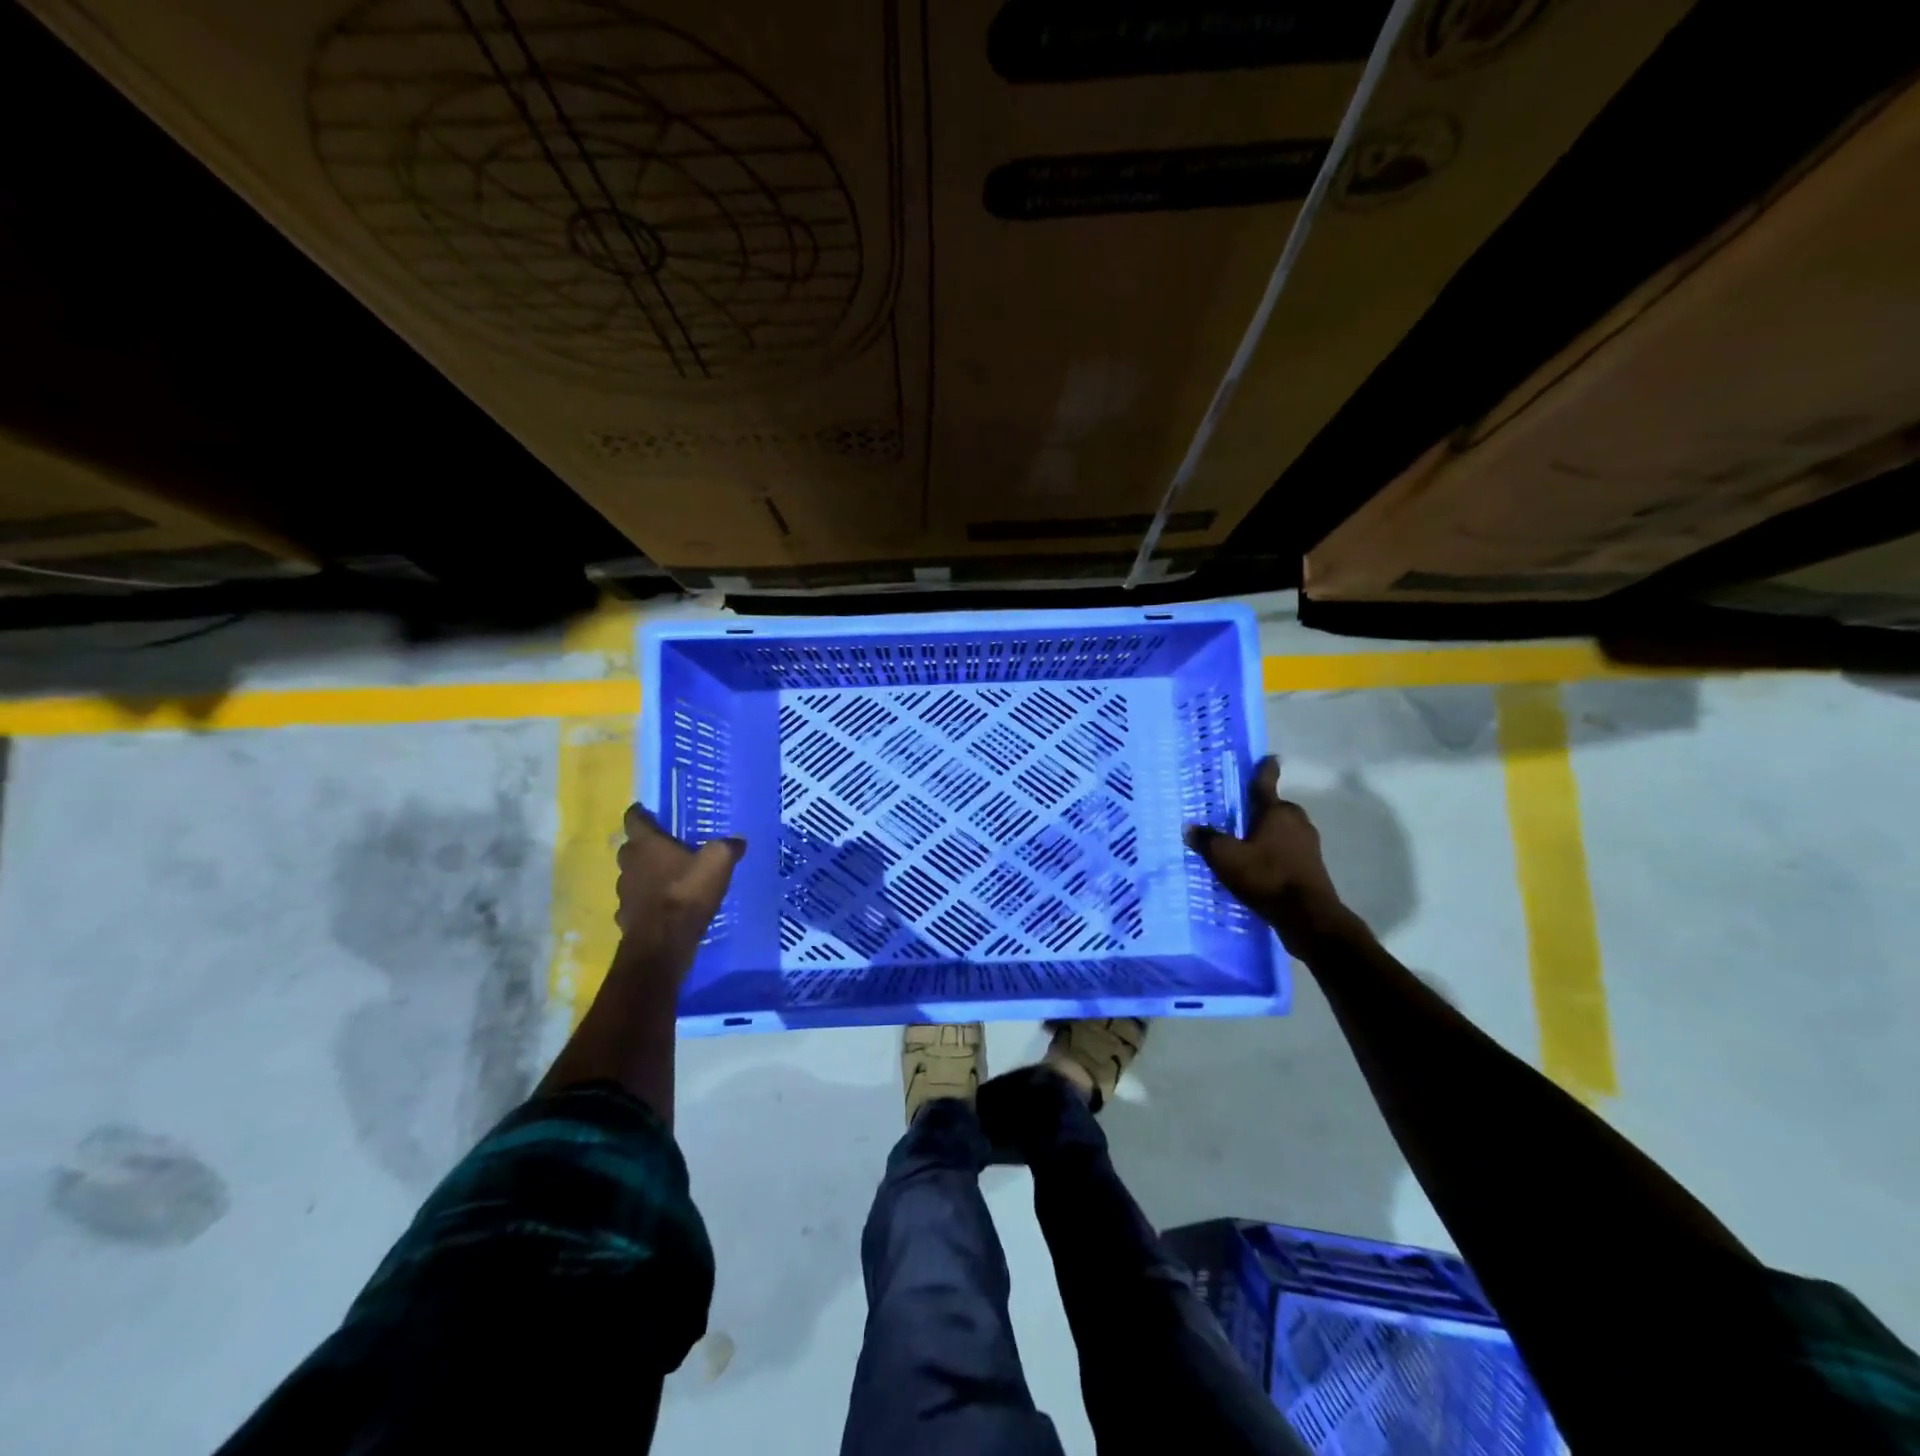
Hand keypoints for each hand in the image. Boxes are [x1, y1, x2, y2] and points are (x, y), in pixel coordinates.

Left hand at [614, 804, 745, 974]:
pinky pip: (635, 902)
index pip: (634, 818)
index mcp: (646, 844)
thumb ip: (727, 847)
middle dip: (644, 845)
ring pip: (632, 875)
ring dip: (645, 875)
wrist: (663, 943)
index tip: (651, 813)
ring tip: (668, 879)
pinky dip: (646, 901)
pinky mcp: (626, 917)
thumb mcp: (718, 863)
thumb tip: (737, 840)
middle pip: (630, 847)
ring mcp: (624, 892)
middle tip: (667, 846)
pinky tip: (662, 907)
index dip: (641, 813)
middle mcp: (629, 864)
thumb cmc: (687, 893)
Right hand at [1184, 756, 1351, 951]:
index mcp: (1277, 811)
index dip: (1266, 769)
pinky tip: (1259, 868)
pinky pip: (1288, 852)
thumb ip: (1207, 840)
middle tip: (1238, 816)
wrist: (1308, 916)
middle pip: (1275, 809)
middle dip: (1259, 811)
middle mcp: (1296, 821)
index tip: (1271, 758)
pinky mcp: (1312, 867)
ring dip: (1267, 835)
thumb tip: (1190, 827)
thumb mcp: (1225, 857)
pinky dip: (1274, 854)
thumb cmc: (1266, 875)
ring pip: (1282, 831)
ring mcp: (1309, 845)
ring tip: (1245, 846)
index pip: (1267, 783)